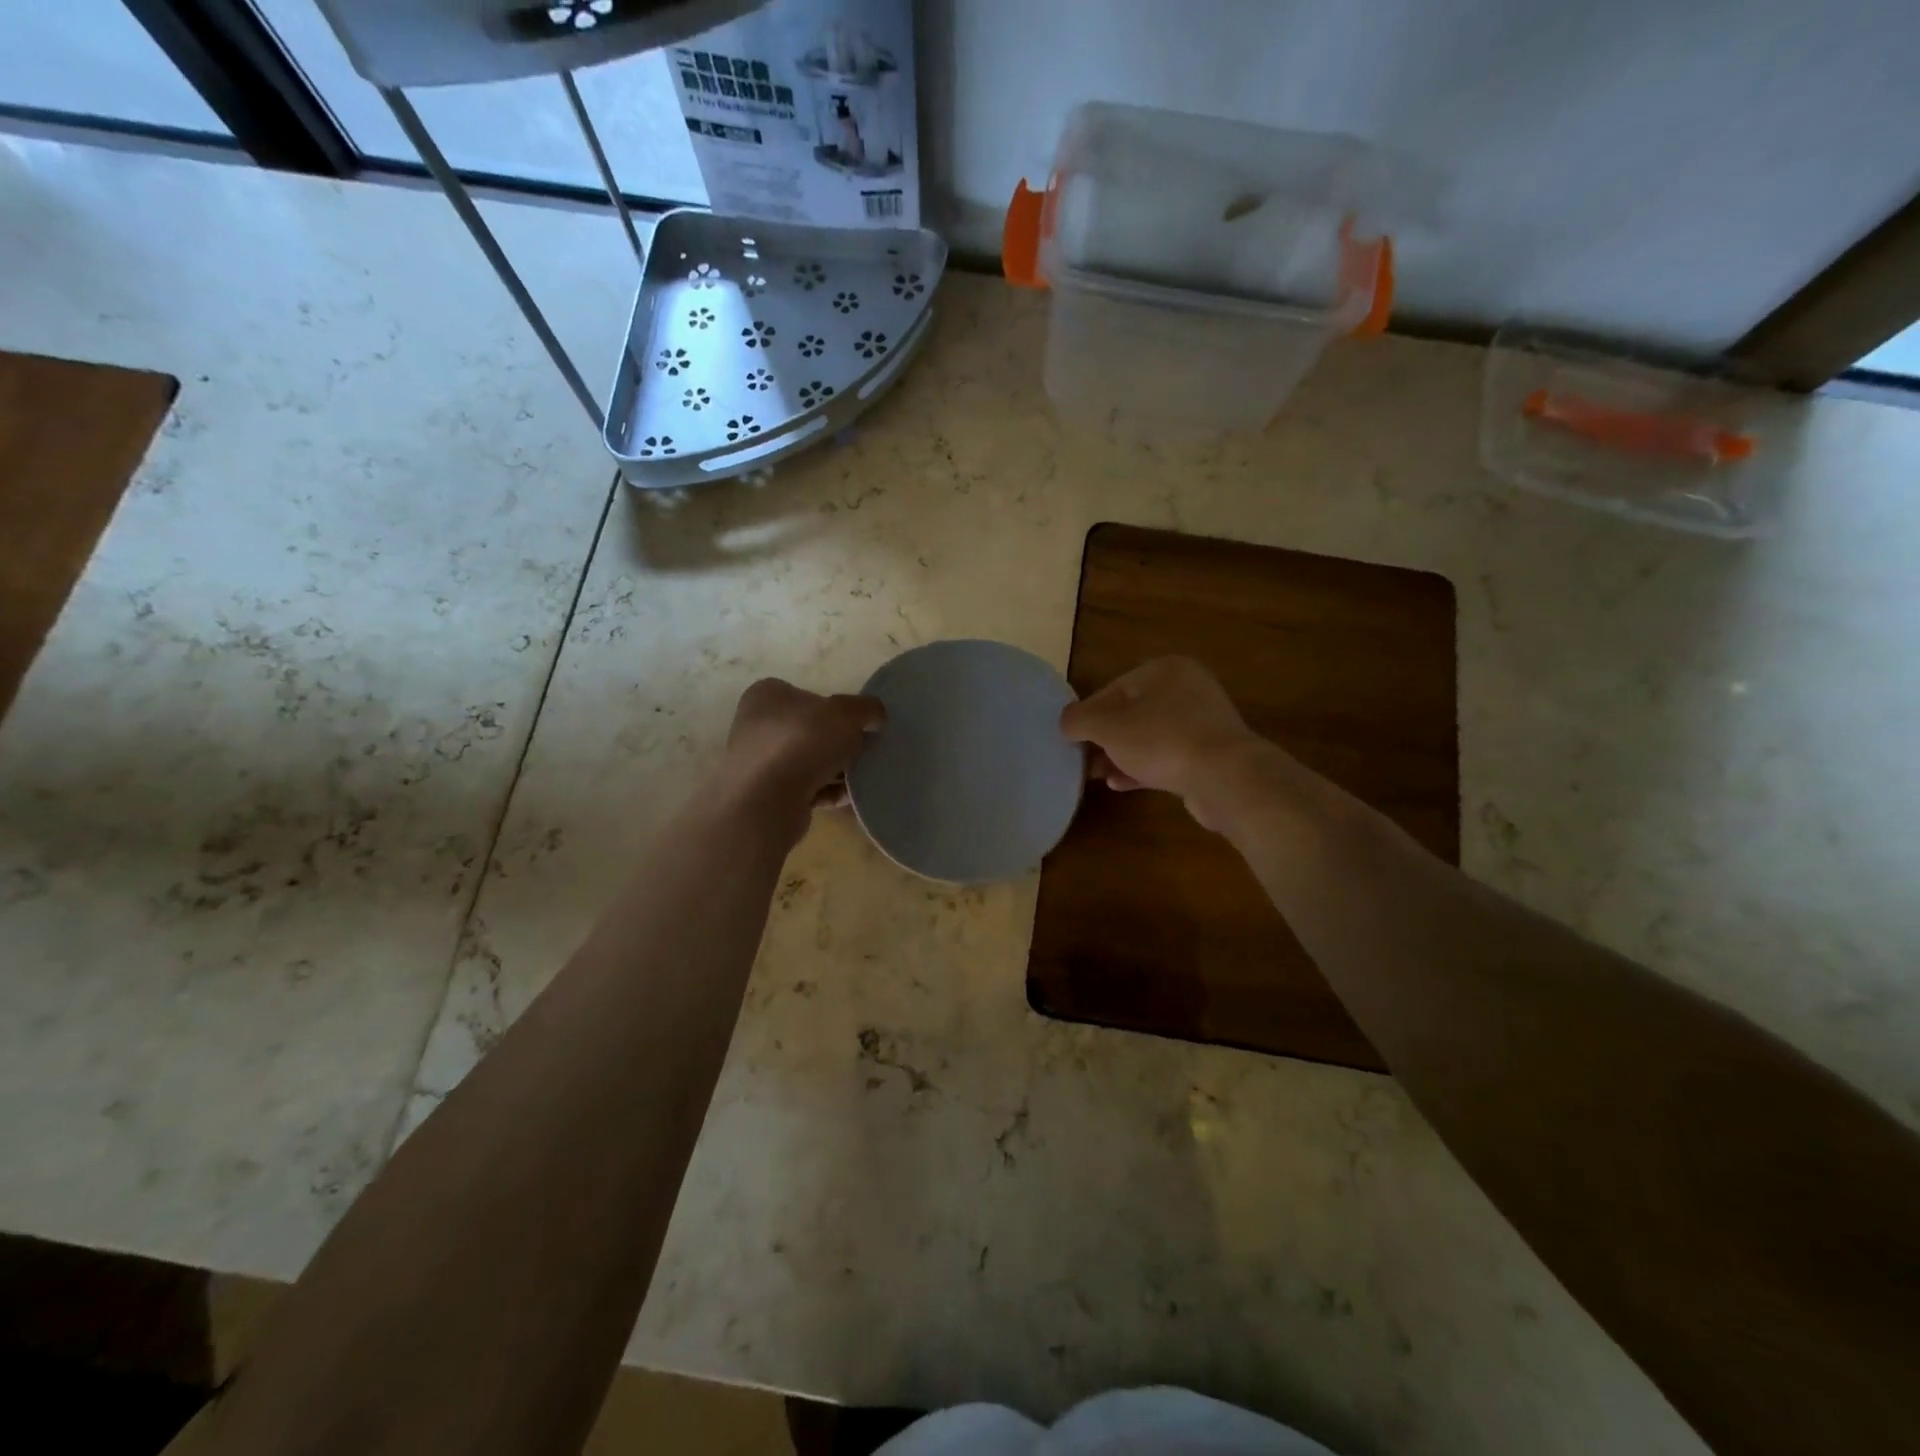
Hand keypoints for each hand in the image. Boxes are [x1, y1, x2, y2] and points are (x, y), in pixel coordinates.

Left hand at [723, 678, 883, 824]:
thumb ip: (866, 709)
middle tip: (863, 752)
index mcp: (768, 695)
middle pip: (812, 730)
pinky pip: (806, 789)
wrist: (766, 801)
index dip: (837, 709)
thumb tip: (875, 716)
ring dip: (836, 771)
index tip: (859, 725)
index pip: (809, 695)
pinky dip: (828, 793)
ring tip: (861, 778)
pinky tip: (849, 798)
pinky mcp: (766, 795)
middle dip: (840, 743)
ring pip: (809, 762)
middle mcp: (757, 725)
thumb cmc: (802, 742)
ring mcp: (759, 762)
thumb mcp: (846, 713)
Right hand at [1059, 657, 1263, 830]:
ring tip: (1095, 775)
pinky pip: (1167, 756)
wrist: (1225, 777)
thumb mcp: (1108, 727)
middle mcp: (1187, 689)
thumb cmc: (1161, 741)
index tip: (1070, 739)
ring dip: (1120, 755)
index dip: (1087, 714)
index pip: (1112, 689)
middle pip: (1131, 712)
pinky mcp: (1209, 754)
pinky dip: (1142, 767)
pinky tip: (1119, 784)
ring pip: (1149, 736)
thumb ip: (1079, 720)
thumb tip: (1066, 722)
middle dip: (1104, 738)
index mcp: (1165, 670)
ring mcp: (1202, 722)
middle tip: (1082, 759)